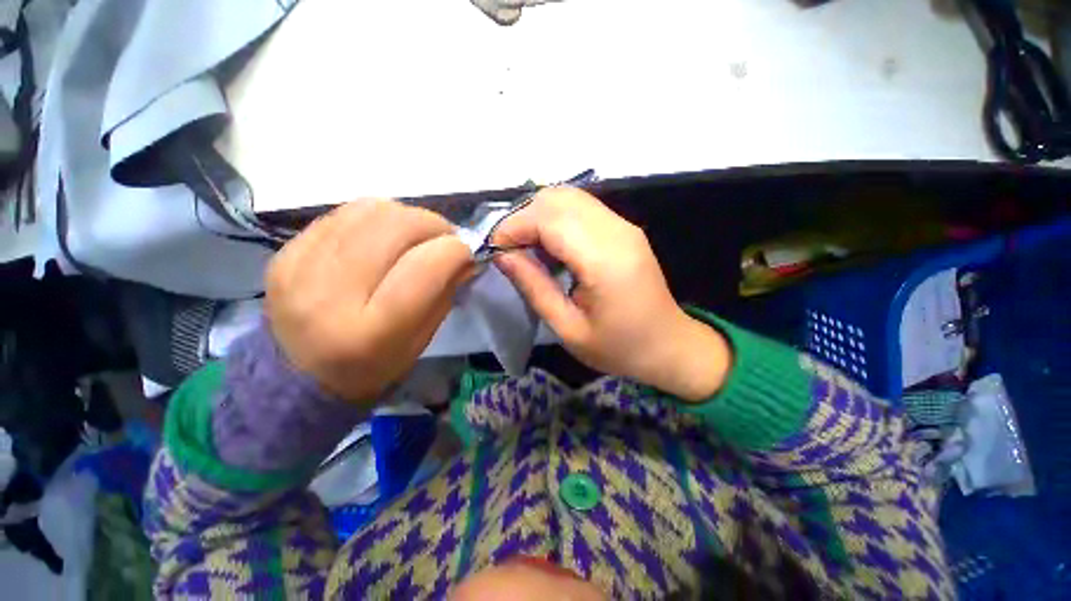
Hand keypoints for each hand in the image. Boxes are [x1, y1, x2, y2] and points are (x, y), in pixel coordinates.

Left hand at [265, 200, 473, 401]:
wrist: (300, 373)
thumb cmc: (374, 365)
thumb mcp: (422, 340)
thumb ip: (445, 293)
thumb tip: (464, 254)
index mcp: (371, 332)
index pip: (422, 269)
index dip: (453, 251)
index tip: (466, 253)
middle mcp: (329, 294)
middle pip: (395, 228)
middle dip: (434, 226)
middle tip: (445, 239)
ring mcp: (300, 267)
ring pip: (371, 211)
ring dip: (407, 217)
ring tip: (416, 235)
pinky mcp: (287, 250)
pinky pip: (346, 212)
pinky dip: (378, 217)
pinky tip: (385, 235)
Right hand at [492, 188, 729, 400]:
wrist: (669, 345)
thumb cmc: (617, 347)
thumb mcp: (568, 328)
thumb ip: (534, 287)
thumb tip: (502, 255)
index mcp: (604, 260)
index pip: (548, 219)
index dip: (513, 227)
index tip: (493, 249)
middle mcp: (617, 231)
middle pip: (557, 199)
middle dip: (522, 218)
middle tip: (509, 250)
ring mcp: (624, 225)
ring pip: (569, 197)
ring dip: (539, 216)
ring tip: (527, 248)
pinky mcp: (624, 228)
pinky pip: (582, 208)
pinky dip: (556, 218)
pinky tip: (550, 245)